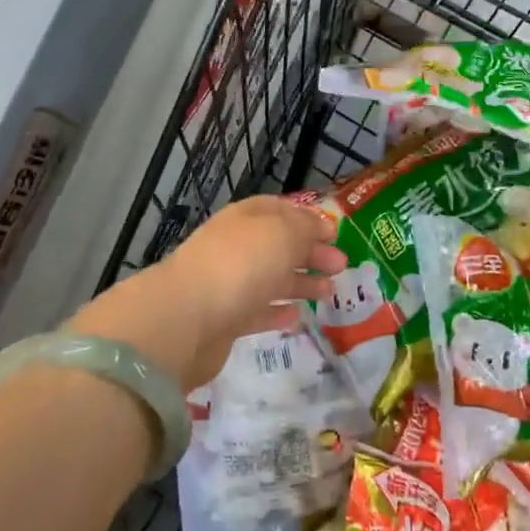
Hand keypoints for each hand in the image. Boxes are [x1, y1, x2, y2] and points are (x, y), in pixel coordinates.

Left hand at [68, 196, 344, 392]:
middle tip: (342, 266)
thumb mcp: (283, 233)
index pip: (279, 210)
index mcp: (245, 218)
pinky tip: (298, 316)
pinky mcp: (224, 320)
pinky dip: (278, 311)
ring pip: (270, 278)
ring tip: (329, 293)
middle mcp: (234, 247)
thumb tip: (321, 226)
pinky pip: (257, 311)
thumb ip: (306, 228)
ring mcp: (227, 284)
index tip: (334, 232)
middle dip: (310, 253)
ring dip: (300, 282)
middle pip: (277, 245)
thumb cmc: (241, 264)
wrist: (187, 318)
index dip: (307, 218)